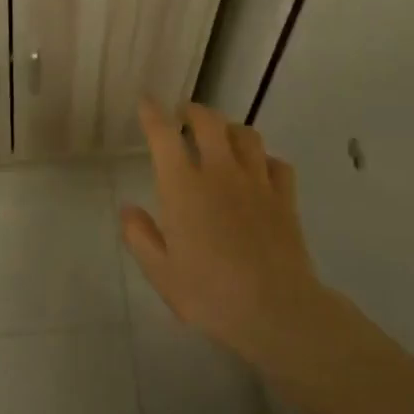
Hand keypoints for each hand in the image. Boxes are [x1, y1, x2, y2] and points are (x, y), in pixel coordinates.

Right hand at [120, 99, 324, 363]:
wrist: (275, 310)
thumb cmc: (209, 293)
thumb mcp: (161, 272)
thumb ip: (140, 236)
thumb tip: (128, 208)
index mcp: (183, 187)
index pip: (164, 137)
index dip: (153, 115)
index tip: (147, 103)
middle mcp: (220, 173)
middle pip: (209, 122)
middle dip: (194, 112)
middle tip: (185, 116)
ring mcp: (257, 182)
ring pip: (246, 135)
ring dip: (230, 129)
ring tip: (222, 136)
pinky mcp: (284, 198)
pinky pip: (277, 164)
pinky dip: (265, 160)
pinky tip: (260, 170)